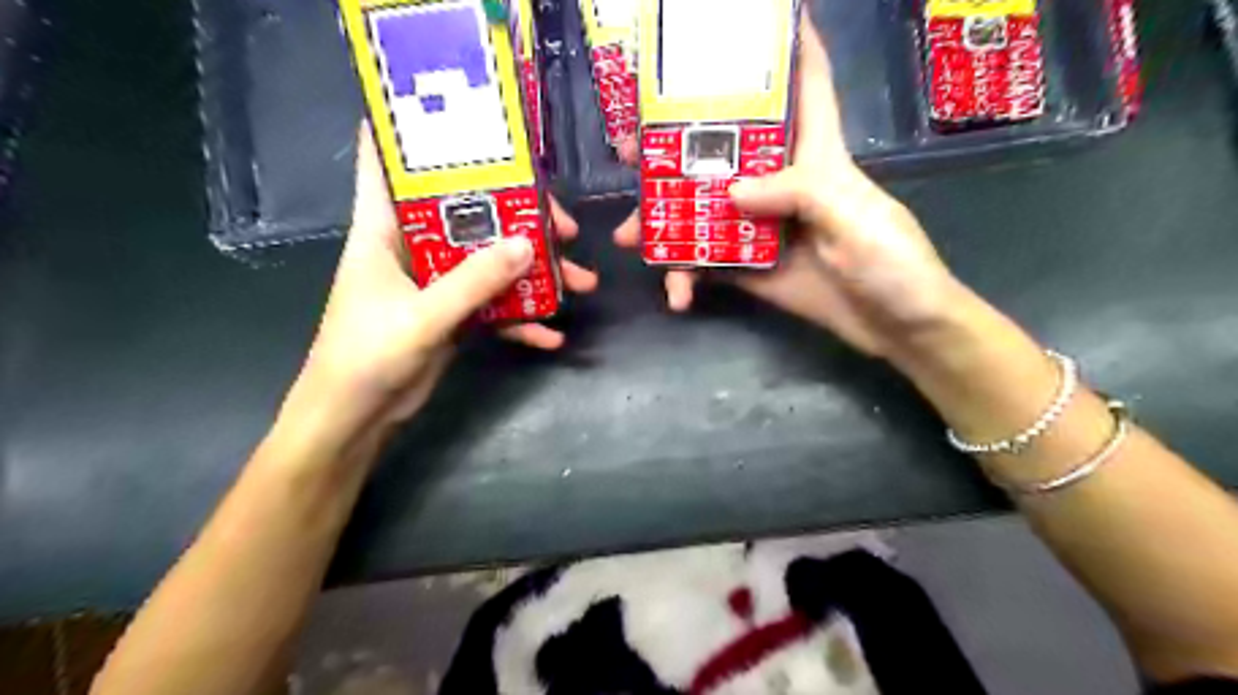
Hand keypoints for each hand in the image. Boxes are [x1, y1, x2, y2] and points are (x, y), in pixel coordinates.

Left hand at [294, 125, 597, 429]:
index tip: (465, 114)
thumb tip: (529, 244)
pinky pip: (494, 305)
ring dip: (534, 272)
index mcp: (384, 229)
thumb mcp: (422, 316)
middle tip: (564, 227)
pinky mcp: (453, 314)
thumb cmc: (366, 357)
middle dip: (518, 215)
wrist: (356, 418)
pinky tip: (552, 336)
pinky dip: (522, 318)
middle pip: (468, 213)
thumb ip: (474, 281)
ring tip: (580, 282)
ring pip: (490, 261)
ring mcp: (437, 282)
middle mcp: (413, 247)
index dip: (413, 131)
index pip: (386, 161)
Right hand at [613, 23, 960, 358]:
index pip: (805, 87)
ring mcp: (760, 228)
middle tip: (630, 149)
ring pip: (702, 211)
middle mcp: (780, 184)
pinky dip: (687, 276)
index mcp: (816, 156)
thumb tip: (730, 192)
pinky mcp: (750, 269)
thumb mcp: (854, 218)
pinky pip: (708, 264)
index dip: (787, 46)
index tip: (750, 19)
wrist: (896, 327)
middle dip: (675, 145)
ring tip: (628, 236)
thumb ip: (798, 194)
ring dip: (663, 222)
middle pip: (722, 152)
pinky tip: (677, 293)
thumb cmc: (892, 261)